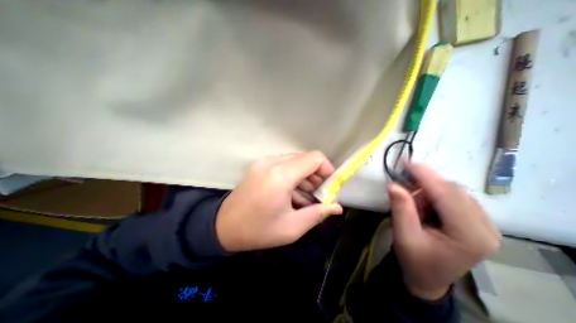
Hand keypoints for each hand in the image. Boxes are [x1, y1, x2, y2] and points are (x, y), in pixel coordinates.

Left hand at [214, 151, 340, 251]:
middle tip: (320, 194)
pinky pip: (284, 164)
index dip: (327, 169)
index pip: (314, 158)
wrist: (224, 226)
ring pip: (295, 161)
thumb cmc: (258, 230)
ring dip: (305, 176)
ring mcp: (264, 161)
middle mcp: (271, 162)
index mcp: (280, 175)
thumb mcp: (292, 227)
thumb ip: (318, 214)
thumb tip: (337, 207)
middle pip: (305, 159)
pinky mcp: (260, 165)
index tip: (329, 186)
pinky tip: (293, 192)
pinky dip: (294, 175)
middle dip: (317, 175)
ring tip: (307, 196)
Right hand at [390, 164, 502, 300]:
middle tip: (402, 188)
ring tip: (414, 205)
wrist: (427, 277)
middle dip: (425, 185)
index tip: (406, 162)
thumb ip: (401, 209)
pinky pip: (454, 196)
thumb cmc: (415, 260)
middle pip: (453, 191)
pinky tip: (424, 205)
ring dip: (428, 191)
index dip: (426, 176)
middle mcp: (486, 228)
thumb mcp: (404, 236)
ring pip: (453, 191)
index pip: (448, 196)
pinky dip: (434, 194)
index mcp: (470, 236)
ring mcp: (484, 224)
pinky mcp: (476, 220)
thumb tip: (393, 184)